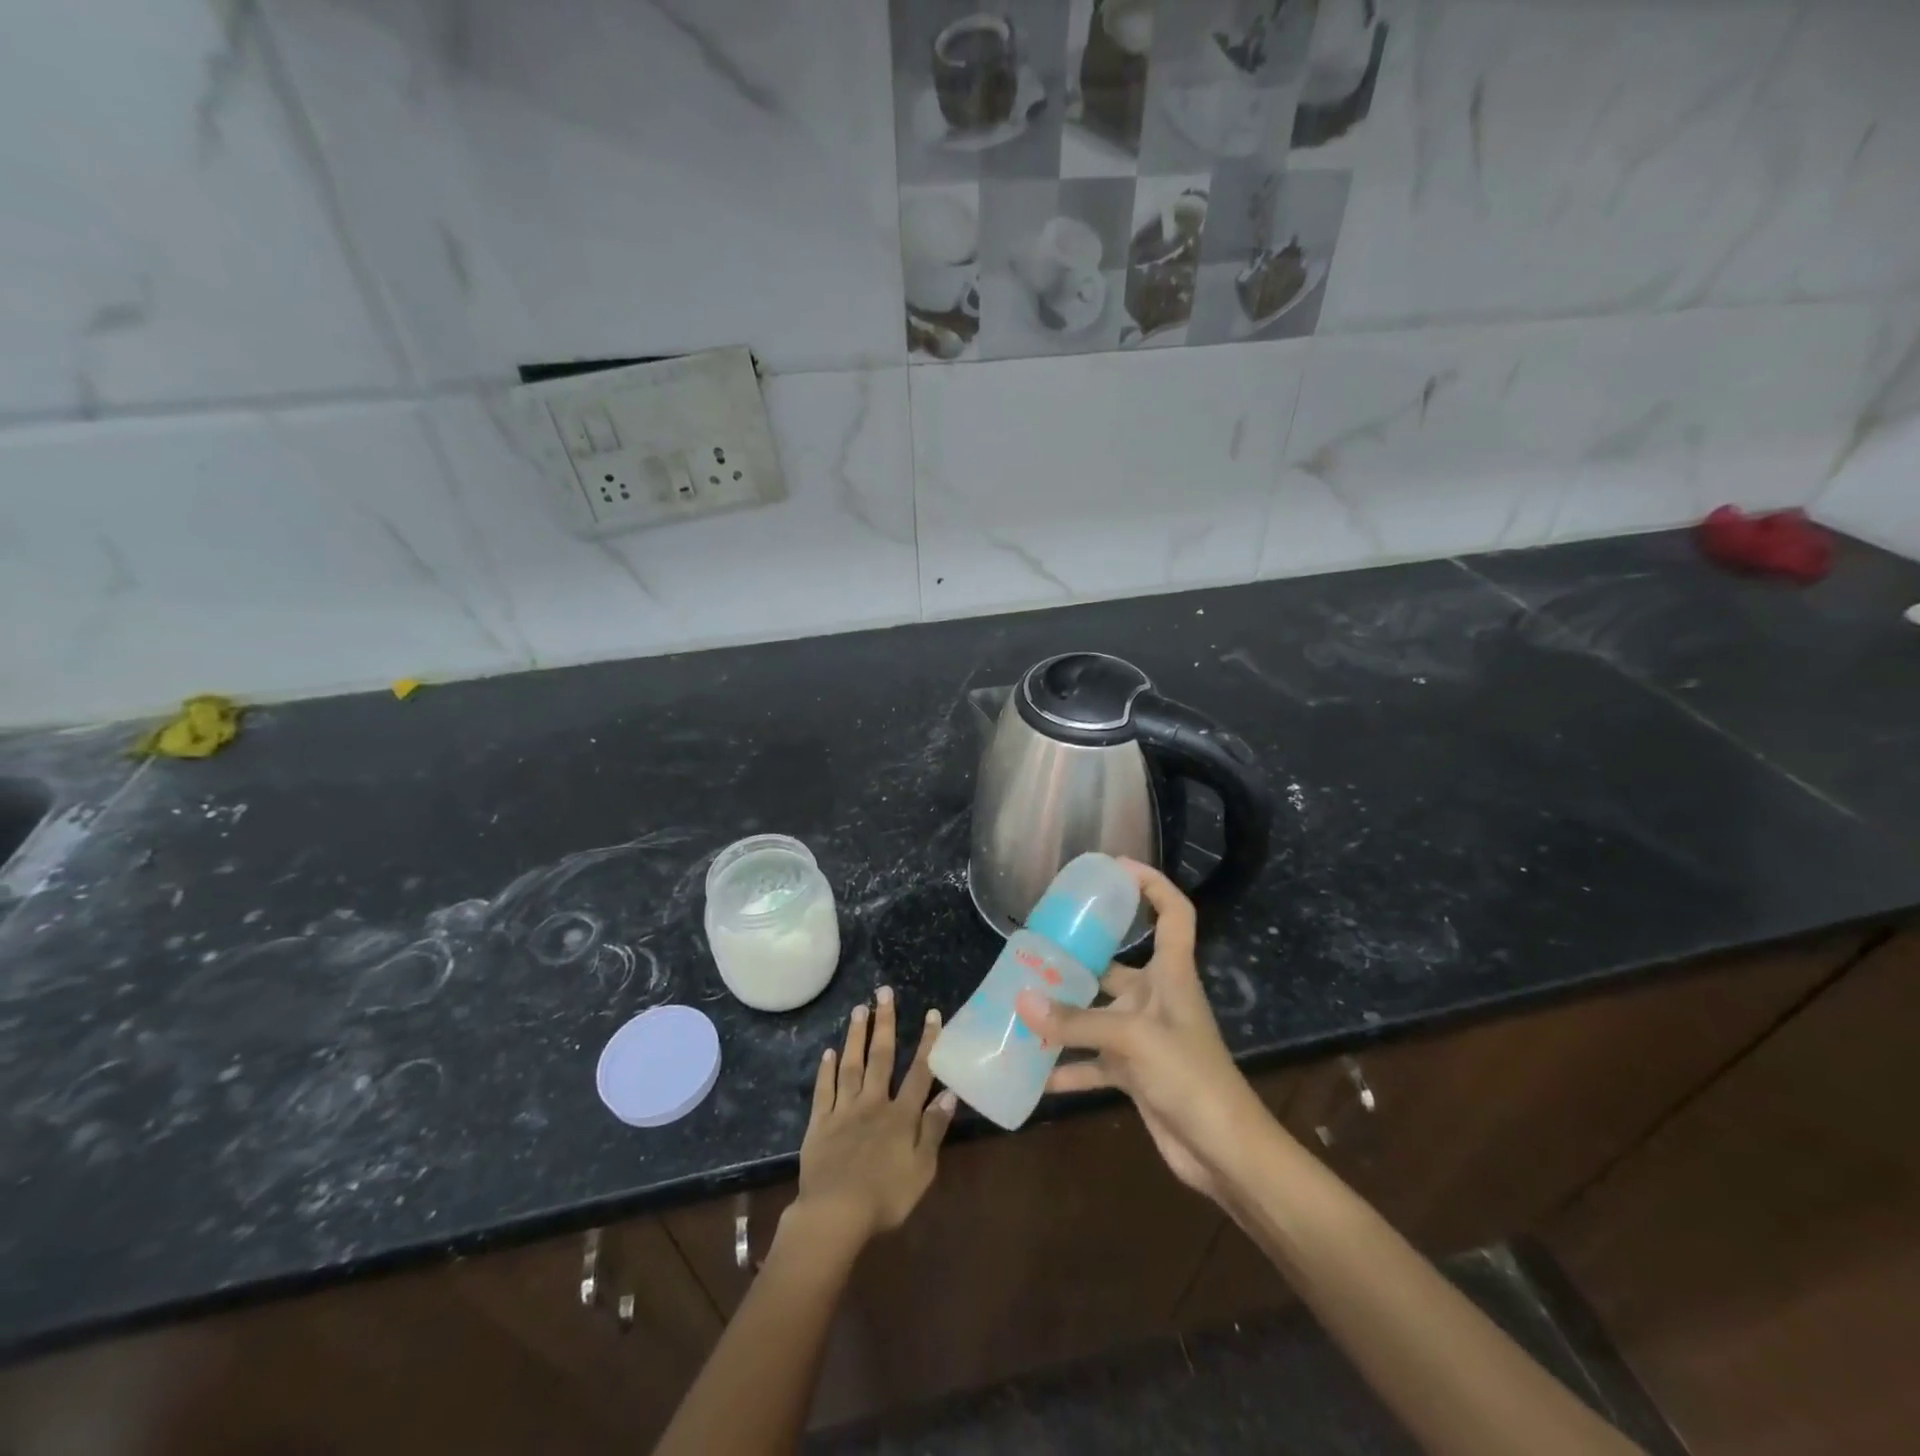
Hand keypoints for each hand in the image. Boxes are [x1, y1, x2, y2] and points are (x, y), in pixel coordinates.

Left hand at [790, 987, 956, 1248]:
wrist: (835, 1214)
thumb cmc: (885, 1196)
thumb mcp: (922, 1169)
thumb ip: (934, 1129)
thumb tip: (949, 1093)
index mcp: (901, 1115)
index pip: (919, 1072)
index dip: (927, 1042)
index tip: (931, 1013)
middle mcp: (873, 1103)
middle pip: (880, 1057)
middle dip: (885, 1023)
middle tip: (884, 992)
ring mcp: (844, 1110)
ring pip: (851, 1065)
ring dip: (856, 1036)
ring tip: (858, 1008)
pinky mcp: (820, 1124)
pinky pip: (824, 1091)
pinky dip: (826, 1070)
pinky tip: (828, 1052)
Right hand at [1015, 860, 1263, 1203]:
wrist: (1224, 1151)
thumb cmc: (1190, 1076)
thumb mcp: (1133, 1039)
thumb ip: (1076, 1021)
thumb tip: (1021, 999)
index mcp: (1171, 974)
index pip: (1173, 913)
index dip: (1152, 884)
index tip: (1115, 867)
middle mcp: (1156, 998)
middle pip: (1116, 964)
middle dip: (1079, 956)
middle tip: (1035, 946)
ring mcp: (1144, 1037)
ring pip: (1096, 1014)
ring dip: (1064, 1013)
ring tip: (1021, 1002)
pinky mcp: (1135, 1073)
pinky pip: (1093, 1062)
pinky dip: (1068, 1067)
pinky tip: (1034, 1072)